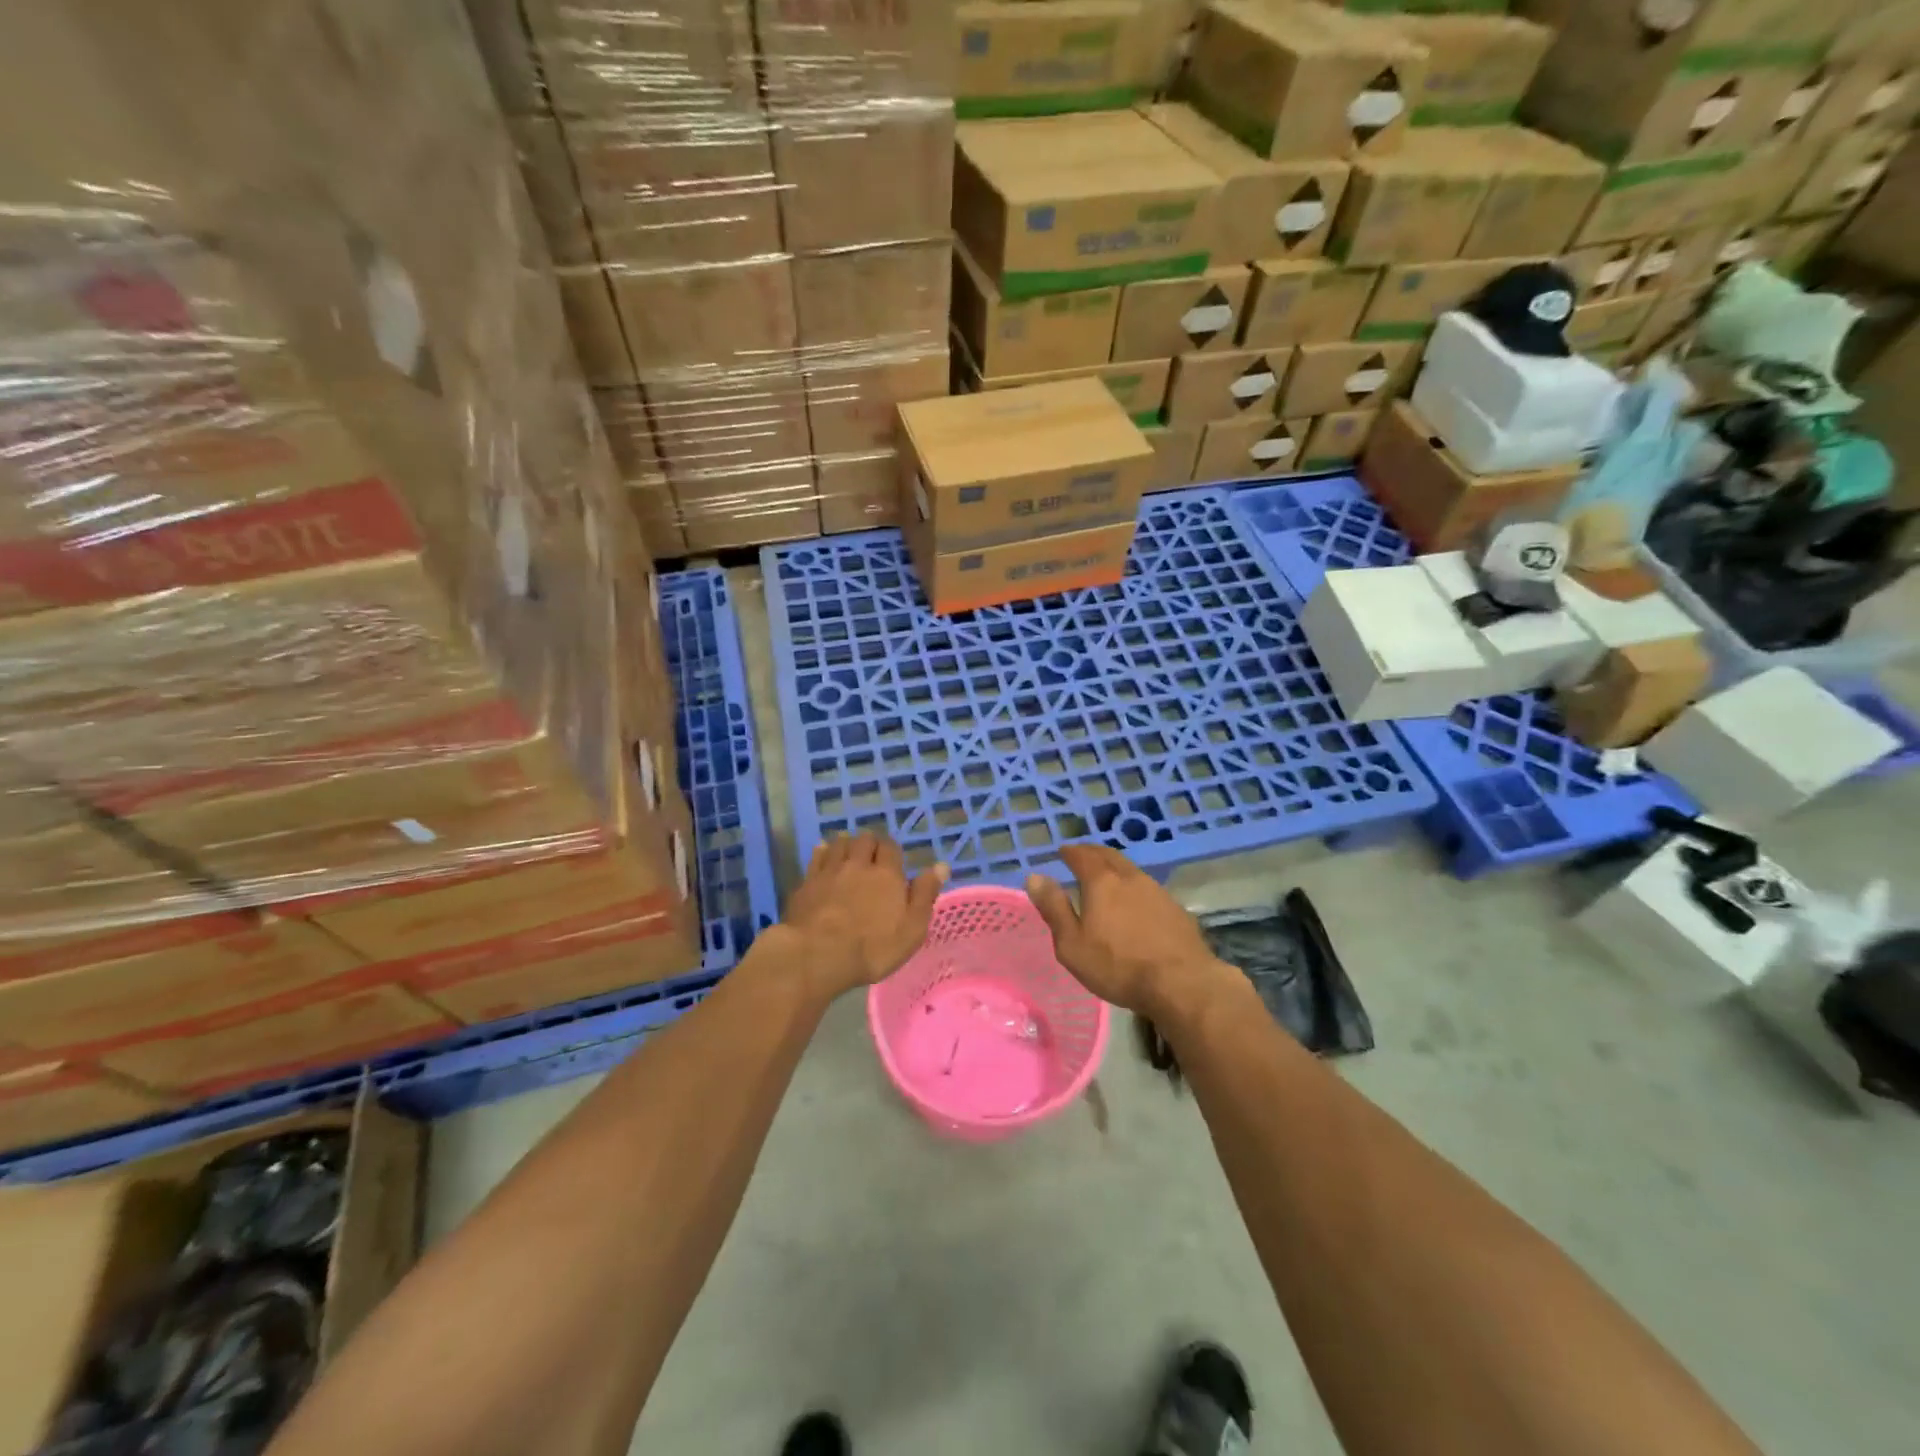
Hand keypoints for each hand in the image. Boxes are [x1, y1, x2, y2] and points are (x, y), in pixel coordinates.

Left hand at [780, 833, 948, 998]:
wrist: (817, 954)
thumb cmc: (873, 947)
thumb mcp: (911, 928)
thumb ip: (925, 894)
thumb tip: (941, 865)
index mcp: (887, 874)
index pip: (891, 847)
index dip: (892, 850)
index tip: (893, 861)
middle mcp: (858, 864)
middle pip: (864, 840)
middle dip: (869, 843)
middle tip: (871, 855)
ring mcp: (830, 871)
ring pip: (839, 843)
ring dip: (846, 843)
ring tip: (849, 851)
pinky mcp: (807, 882)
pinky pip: (816, 856)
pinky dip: (822, 851)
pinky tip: (823, 852)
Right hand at [1026, 845, 1227, 1014]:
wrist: (1181, 984)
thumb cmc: (1117, 966)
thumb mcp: (1072, 944)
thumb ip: (1053, 908)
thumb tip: (1035, 876)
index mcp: (1102, 882)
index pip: (1082, 856)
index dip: (1070, 852)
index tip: (1062, 851)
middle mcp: (1130, 878)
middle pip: (1109, 856)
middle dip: (1093, 853)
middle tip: (1082, 856)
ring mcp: (1157, 891)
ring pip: (1131, 871)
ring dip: (1116, 869)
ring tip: (1107, 878)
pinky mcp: (1176, 909)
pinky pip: (1149, 889)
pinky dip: (1134, 888)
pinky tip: (1135, 903)